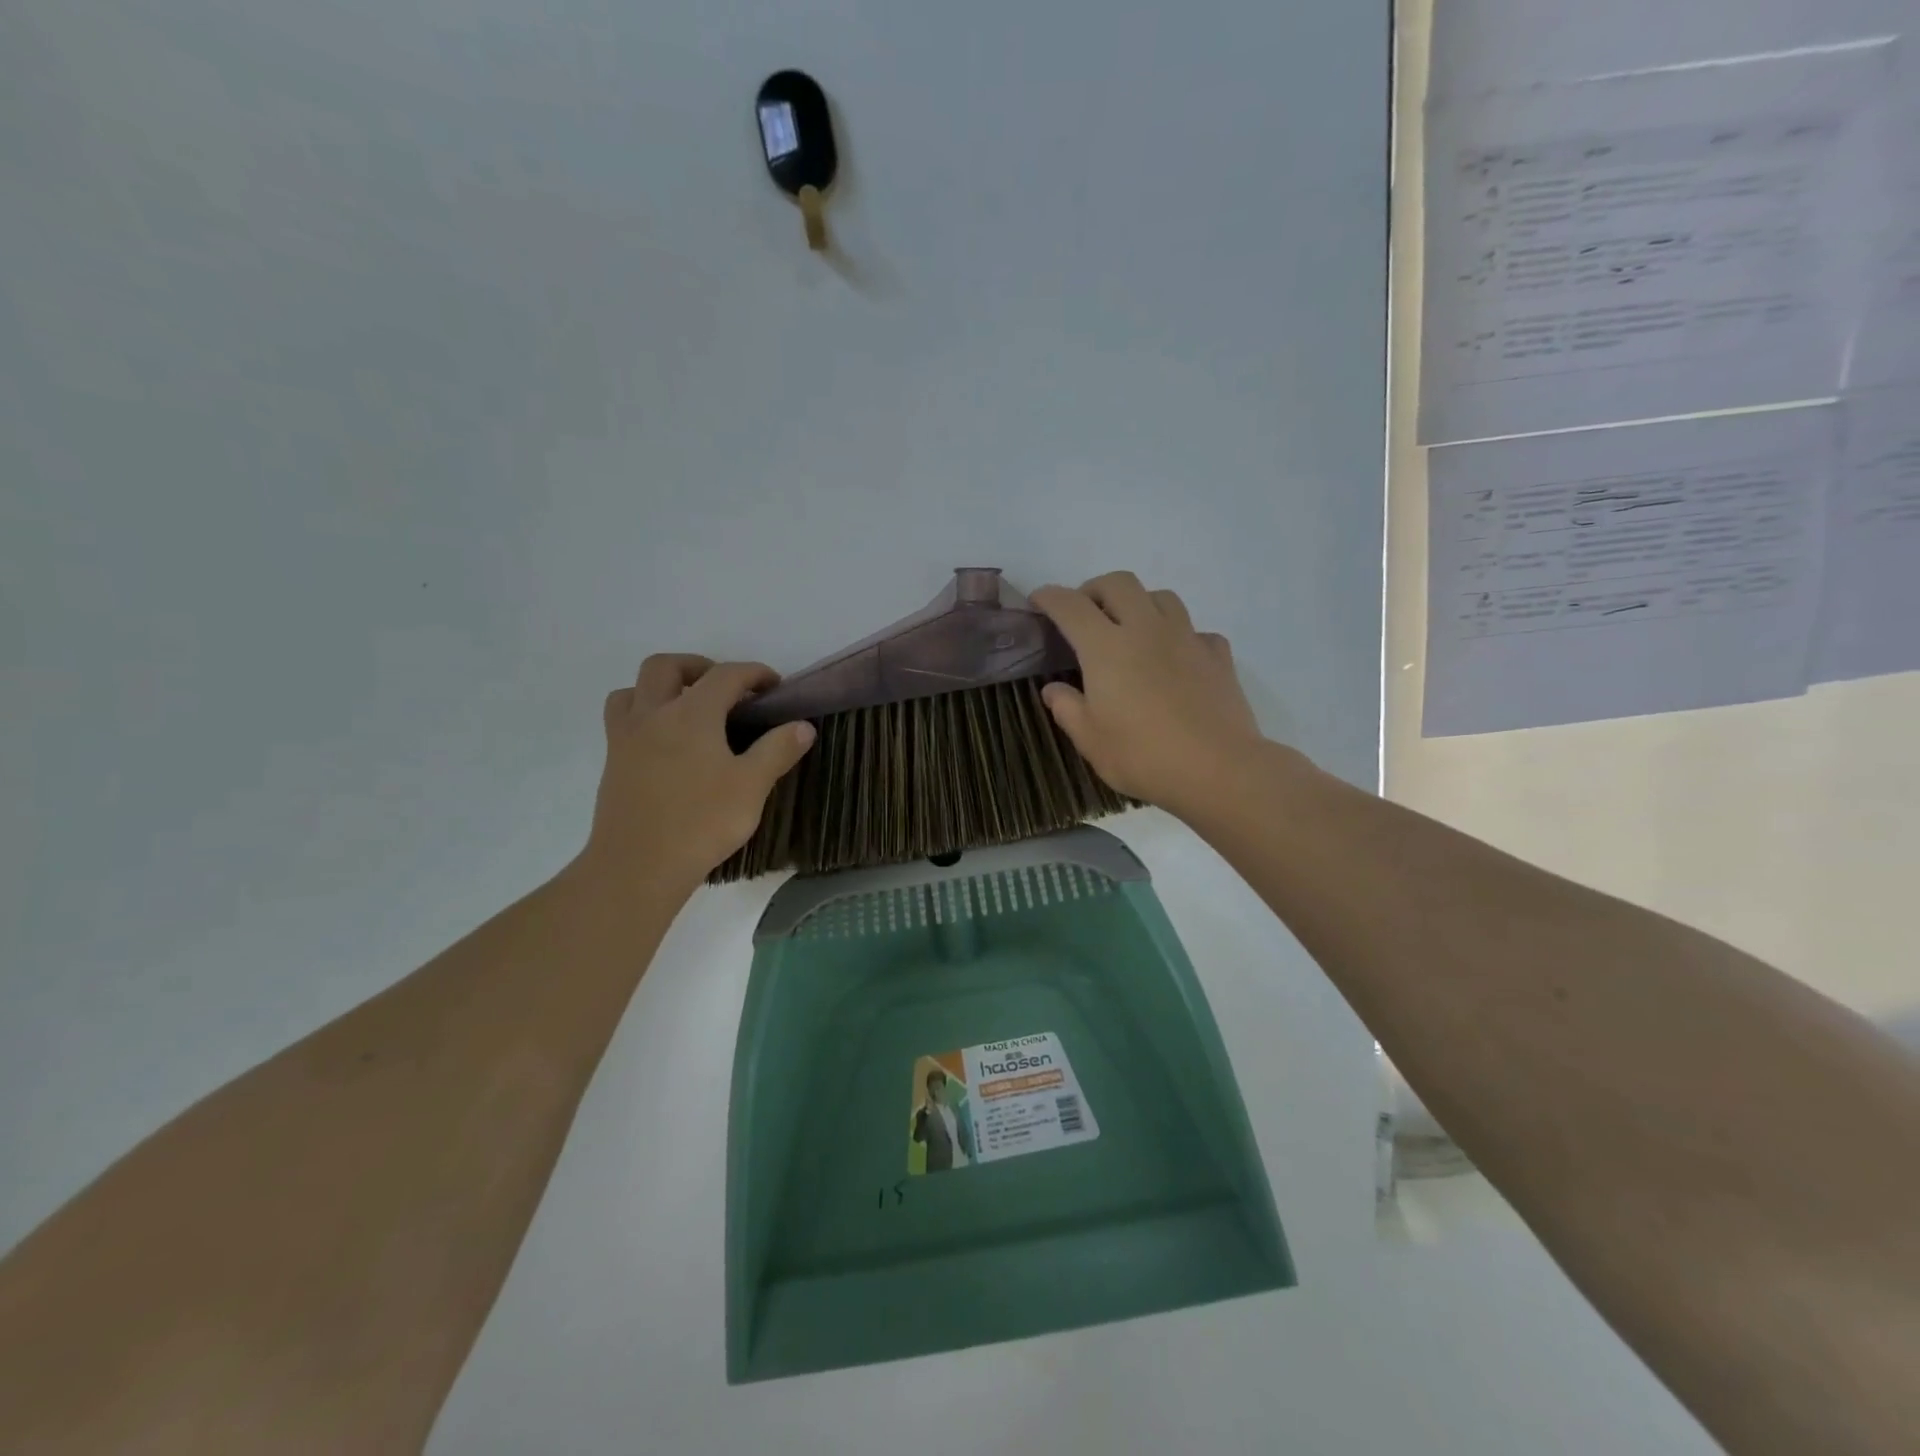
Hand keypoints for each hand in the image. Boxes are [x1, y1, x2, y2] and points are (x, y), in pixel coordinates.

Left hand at [580, 655, 815, 891]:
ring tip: (687, 709)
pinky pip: (622, 720)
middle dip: (698, 667)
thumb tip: (803, 725)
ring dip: (661, 687)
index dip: (754, 673)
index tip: (774, 686)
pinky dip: (643, 715)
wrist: (638, 867)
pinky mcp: (612, 763)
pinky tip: (665, 743)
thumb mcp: (751, 786)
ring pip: (634, 689)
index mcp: (691, 714)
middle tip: (724, 689)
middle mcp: (653, 715)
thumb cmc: (701, 822)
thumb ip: (778, 750)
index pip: (725, 675)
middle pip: (666, 666)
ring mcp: (626, 738)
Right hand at [1031, 573, 1268, 821]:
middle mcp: (1146, 630)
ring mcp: (1186, 638)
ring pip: (1161, 596)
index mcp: (1106, 647)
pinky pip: (1195, 630)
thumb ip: (1067, 708)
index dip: (1049, 597)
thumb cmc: (1143, 756)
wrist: (1217, 769)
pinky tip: (1175, 659)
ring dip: (1139, 603)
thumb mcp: (1090, 740)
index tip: (1038, 601)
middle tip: (1085, 613)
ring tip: (1131, 629)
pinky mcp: (1217, 655)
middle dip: (1095, 589)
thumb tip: (1053, 689)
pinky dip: (1179, 636)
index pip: (1070, 606)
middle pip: (1119, 583)